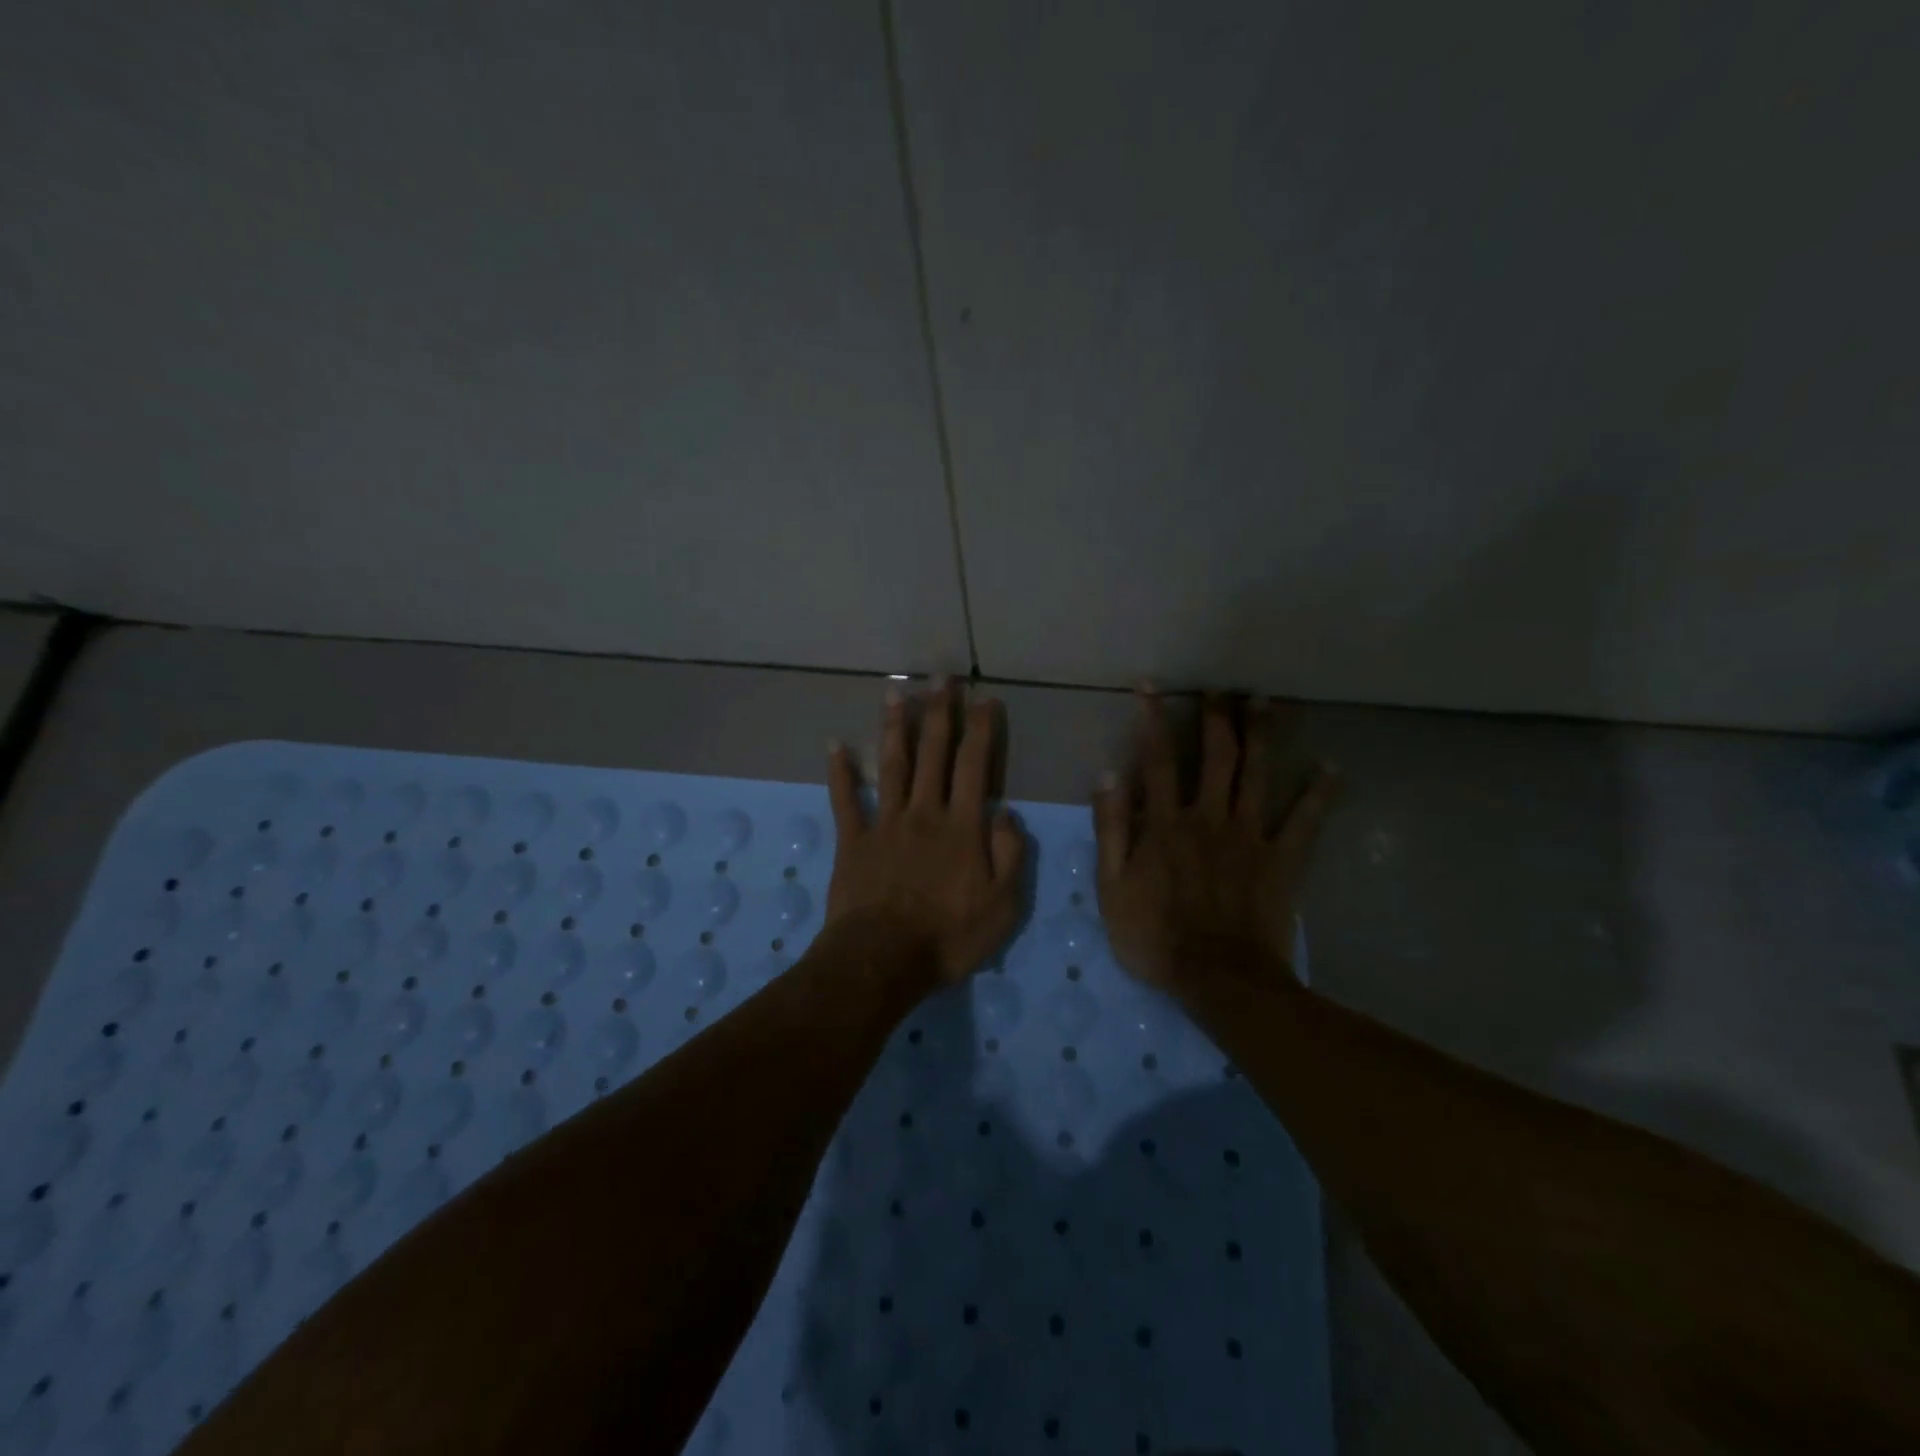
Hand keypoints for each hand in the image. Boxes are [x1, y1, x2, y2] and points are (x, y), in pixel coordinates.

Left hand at [824, 680, 1026, 983]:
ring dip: (895, 728)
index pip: (973, 766)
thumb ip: (1011, 855)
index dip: (980, 730)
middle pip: (932, 754)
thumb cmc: (949, 936)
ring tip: (896, 693)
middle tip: (941, 676)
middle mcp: (923, 813)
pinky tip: (835, 745)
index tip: (984, 698)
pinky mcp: (853, 841)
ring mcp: (885, 824)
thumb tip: (1006, 813)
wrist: (882, 960)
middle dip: (939, 712)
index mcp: (961, 826)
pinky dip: (840, 773)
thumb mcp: (1003, 905)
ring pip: (892, 766)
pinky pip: (846, 801)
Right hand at [1095, 691, 1336, 991]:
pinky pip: (1305, 822)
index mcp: (1166, 823)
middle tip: (1221, 688)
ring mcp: (1249, 836)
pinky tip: (1332, 769)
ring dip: (1262, 736)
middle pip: (1216, 757)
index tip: (1150, 686)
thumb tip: (1108, 775)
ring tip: (1265, 702)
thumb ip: (1110, 829)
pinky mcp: (1282, 860)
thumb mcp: (1111, 886)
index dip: (1152, 720)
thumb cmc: (1154, 935)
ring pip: (1257, 775)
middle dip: (1217, 718)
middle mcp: (1209, 817)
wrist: (1218, 978)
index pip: (1157, 760)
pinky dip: (1319, 795)